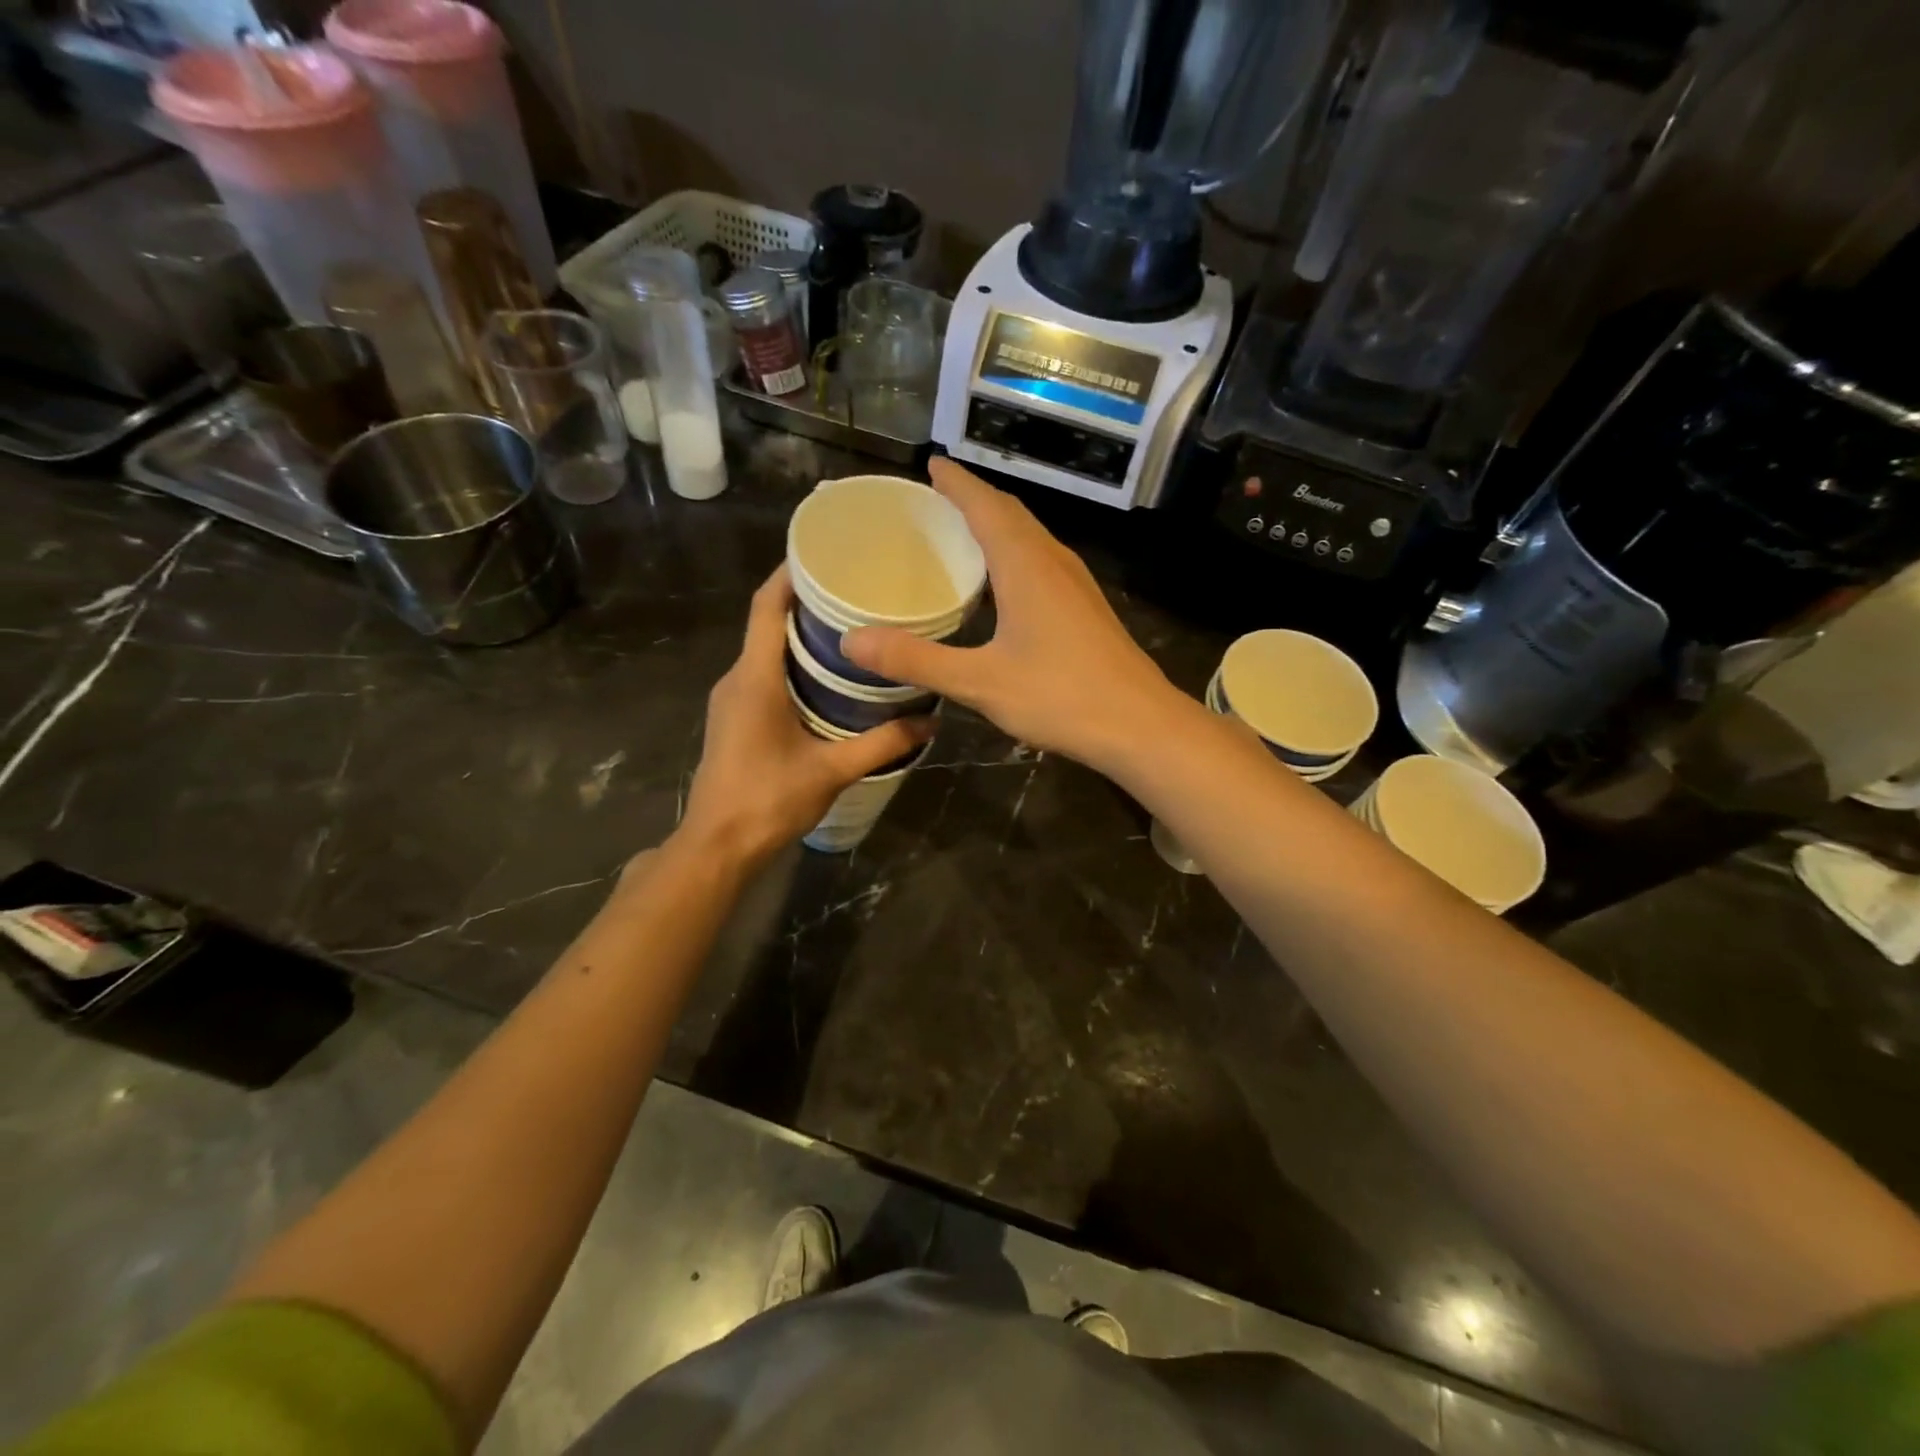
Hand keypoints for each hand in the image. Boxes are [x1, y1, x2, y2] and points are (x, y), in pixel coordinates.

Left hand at [679, 566, 932, 866]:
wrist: (718, 845)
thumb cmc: (768, 800)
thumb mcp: (832, 770)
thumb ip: (882, 743)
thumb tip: (931, 722)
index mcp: (755, 678)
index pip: (765, 606)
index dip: (789, 573)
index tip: (823, 553)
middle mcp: (737, 678)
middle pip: (767, 623)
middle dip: (806, 602)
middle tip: (855, 592)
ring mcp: (731, 699)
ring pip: (765, 651)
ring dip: (800, 635)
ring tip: (850, 629)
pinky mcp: (734, 719)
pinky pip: (763, 675)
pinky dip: (792, 664)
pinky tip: (827, 678)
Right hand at [841, 459, 1176, 770]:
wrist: (1141, 726)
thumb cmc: (1061, 697)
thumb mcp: (980, 683)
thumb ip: (917, 660)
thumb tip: (851, 640)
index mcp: (1026, 566)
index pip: (986, 506)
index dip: (958, 483)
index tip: (932, 465)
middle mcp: (1054, 563)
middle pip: (1012, 514)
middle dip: (975, 499)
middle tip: (939, 496)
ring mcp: (1077, 585)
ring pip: (1032, 538)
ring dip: (999, 524)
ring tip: (965, 531)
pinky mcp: (1087, 608)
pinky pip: (1044, 562)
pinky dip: (1016, 554)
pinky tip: (1005, 583)